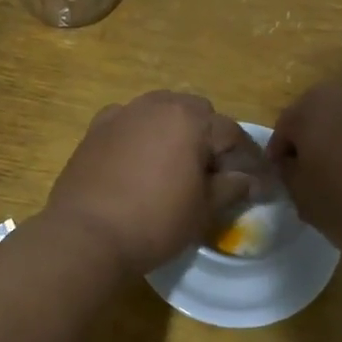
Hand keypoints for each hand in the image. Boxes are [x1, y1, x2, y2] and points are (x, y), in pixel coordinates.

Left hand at [44, 92, 263, 276]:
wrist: (85, 235)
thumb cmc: (154, 222)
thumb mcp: (203, 210)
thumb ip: (230, 187)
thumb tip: (249, 180)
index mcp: (189, 119)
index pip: (231, 133)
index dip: (247, 159)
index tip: (256, 183)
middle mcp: (156, 105)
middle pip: (195, 113)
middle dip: (209, 137)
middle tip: (212, 173)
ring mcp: (122, 114)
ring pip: (160, 112)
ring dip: (175, 131)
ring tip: (176, 166)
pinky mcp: (95, 130)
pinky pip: (129, 123)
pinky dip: (141, 135)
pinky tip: (140, 162)